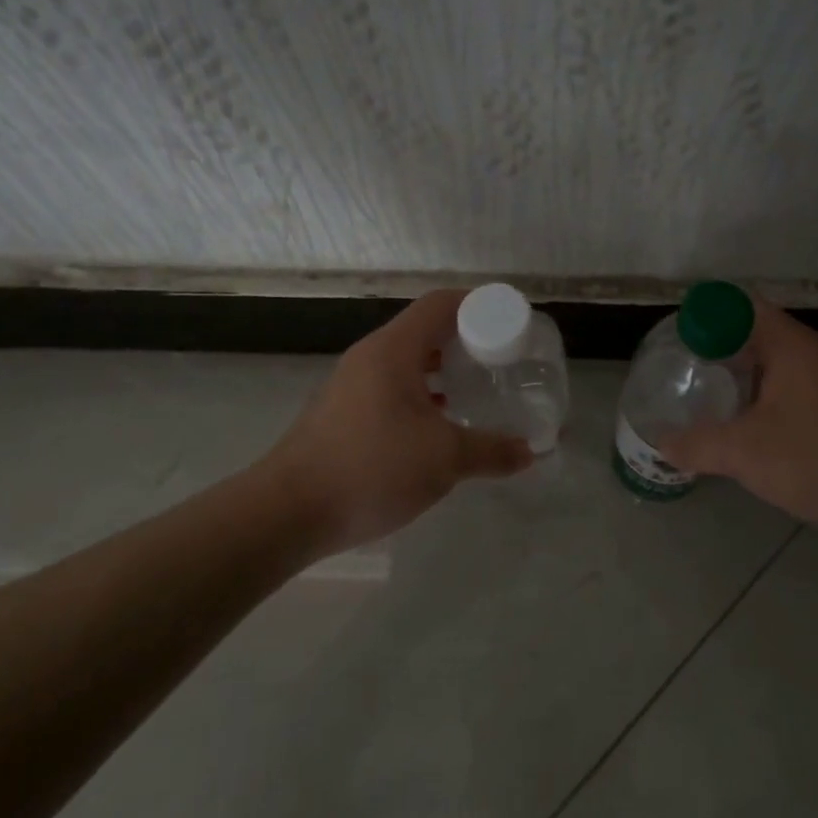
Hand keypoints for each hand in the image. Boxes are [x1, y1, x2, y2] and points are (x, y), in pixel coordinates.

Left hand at [267, 289, 533, 553]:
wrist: (287, 513)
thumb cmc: (370, 468)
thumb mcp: (443, 460)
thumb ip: (491, 451)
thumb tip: (530, 452)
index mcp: (394, 350)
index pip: (441, 304)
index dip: (479, 304)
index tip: (511, 323)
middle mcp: (371, 357)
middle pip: (426, 330)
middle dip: (467, 340)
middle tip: (502, 360)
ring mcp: (352, 385)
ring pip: (408, 363)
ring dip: (444, 370)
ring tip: (479, 390)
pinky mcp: (343, 414)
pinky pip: (393, 388)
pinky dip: (423, 395)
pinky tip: (441, 425)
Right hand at [659, 301, 817, 537]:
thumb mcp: (745, 454)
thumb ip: (698, 444)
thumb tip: (662, 444)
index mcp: (793, 346)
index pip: (742, 307)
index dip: (706, 315)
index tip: (677, 337)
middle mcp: (814, 352)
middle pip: (756, 332)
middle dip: (718, 347)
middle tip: (682, 367)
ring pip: (774, 362)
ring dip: (741, 374)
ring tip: (704, 394)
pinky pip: (790, 385)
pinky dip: (762, 394)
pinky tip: (744, 423)